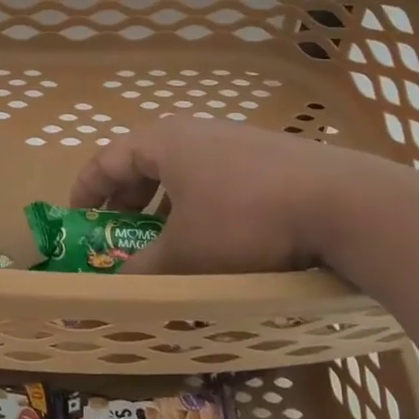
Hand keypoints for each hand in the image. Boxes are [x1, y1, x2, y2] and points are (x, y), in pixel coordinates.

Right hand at [67, 118, 387, 274]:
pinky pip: (215, 175)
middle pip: (144, 160)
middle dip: (126, 198)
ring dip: (163, 202)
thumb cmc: (245, 222)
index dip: (86, 188)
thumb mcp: (187, 254)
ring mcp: (234, 140)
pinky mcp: (267, 156)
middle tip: (119, 231)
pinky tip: (216, 232)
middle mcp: (195, 132)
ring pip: (182, 169)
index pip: (107, 158)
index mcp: (164, 143)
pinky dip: (198, 201)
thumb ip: (145, 270)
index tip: (76, 218)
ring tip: (165, 235)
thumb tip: (119, 286)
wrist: (342, 203)